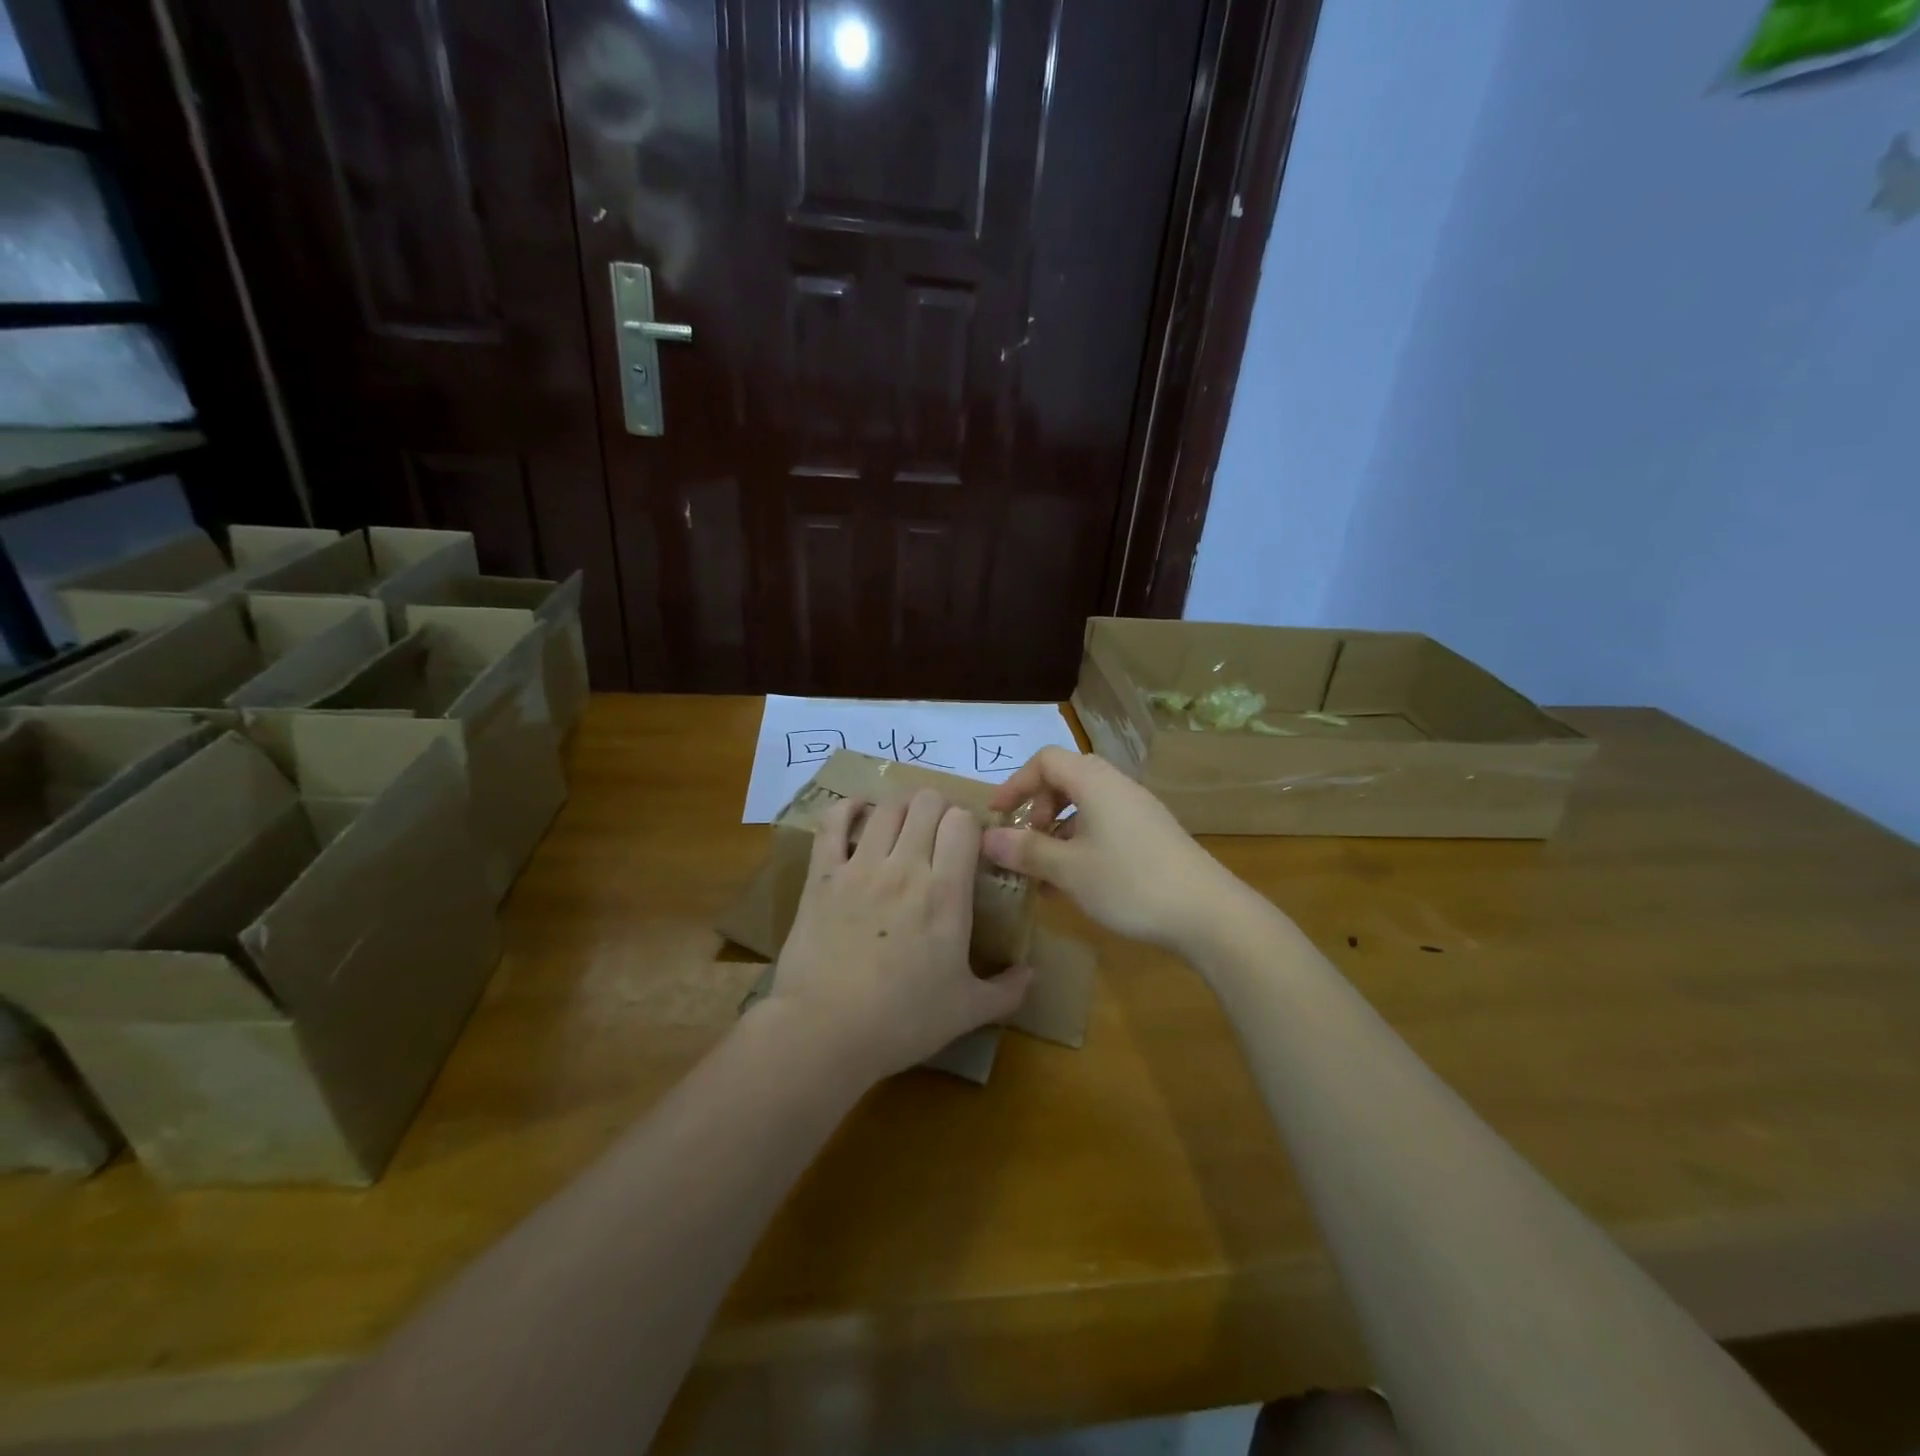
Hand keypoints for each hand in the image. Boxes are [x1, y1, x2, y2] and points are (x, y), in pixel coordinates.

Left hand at [763, 789, 1032, 1082]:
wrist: (825, 1032)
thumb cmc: (902, 1021)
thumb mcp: (967, 1012)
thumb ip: (1007, 991)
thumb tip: (1032, 973)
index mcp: (946, 893)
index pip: (963, 823)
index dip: (968, 824)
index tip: (969, 844)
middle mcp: (905, 867)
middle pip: (926, 803)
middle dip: (938, 808)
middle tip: (937, 833)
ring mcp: (860, 867)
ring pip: (886, 807)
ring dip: (900, 807)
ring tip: (903, 824)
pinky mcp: (822, 876)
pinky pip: (832, 824)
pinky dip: (846, 809)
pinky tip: (857, 812)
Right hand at [982, 747, 1242, 953]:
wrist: (1208, 914)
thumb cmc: (1130, 883)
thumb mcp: (1069, 869)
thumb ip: (1027, 850)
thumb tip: (988, 838)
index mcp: (1095, 783)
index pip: (1045, 761)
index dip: (1016, 783)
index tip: (997, 816)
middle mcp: (1117, 787)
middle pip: (1066, 780)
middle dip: (1037, 808)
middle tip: (1025, 843)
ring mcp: (1138, 811)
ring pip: (1085, 807)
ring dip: (1058, 832)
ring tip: (1043, 873)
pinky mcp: (1152, 836)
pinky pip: (1105, 826)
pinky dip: (1081, 845)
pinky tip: (1075, 884)